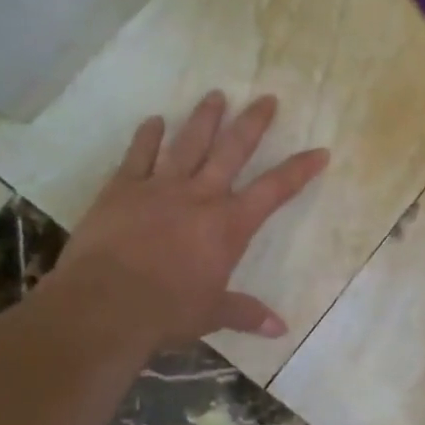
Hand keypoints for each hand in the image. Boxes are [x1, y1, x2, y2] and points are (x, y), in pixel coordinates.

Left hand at [53, 92, 328, 344]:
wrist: (104, 306)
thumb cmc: (167, 312)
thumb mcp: (212, 314)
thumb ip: (245, 313)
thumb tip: (280, 330)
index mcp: (229, 225)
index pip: (275, 190)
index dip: (300, 170)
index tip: (320, 151)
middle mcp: (200, 196)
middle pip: (233, 150)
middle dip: (253, 124)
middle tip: (266, 98)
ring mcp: (159, 188)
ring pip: (188, 143)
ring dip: (204, 118)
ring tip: (216, 95)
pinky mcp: (122, 190)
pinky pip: (138, 156)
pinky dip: (147, 137)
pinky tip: (153, 120)